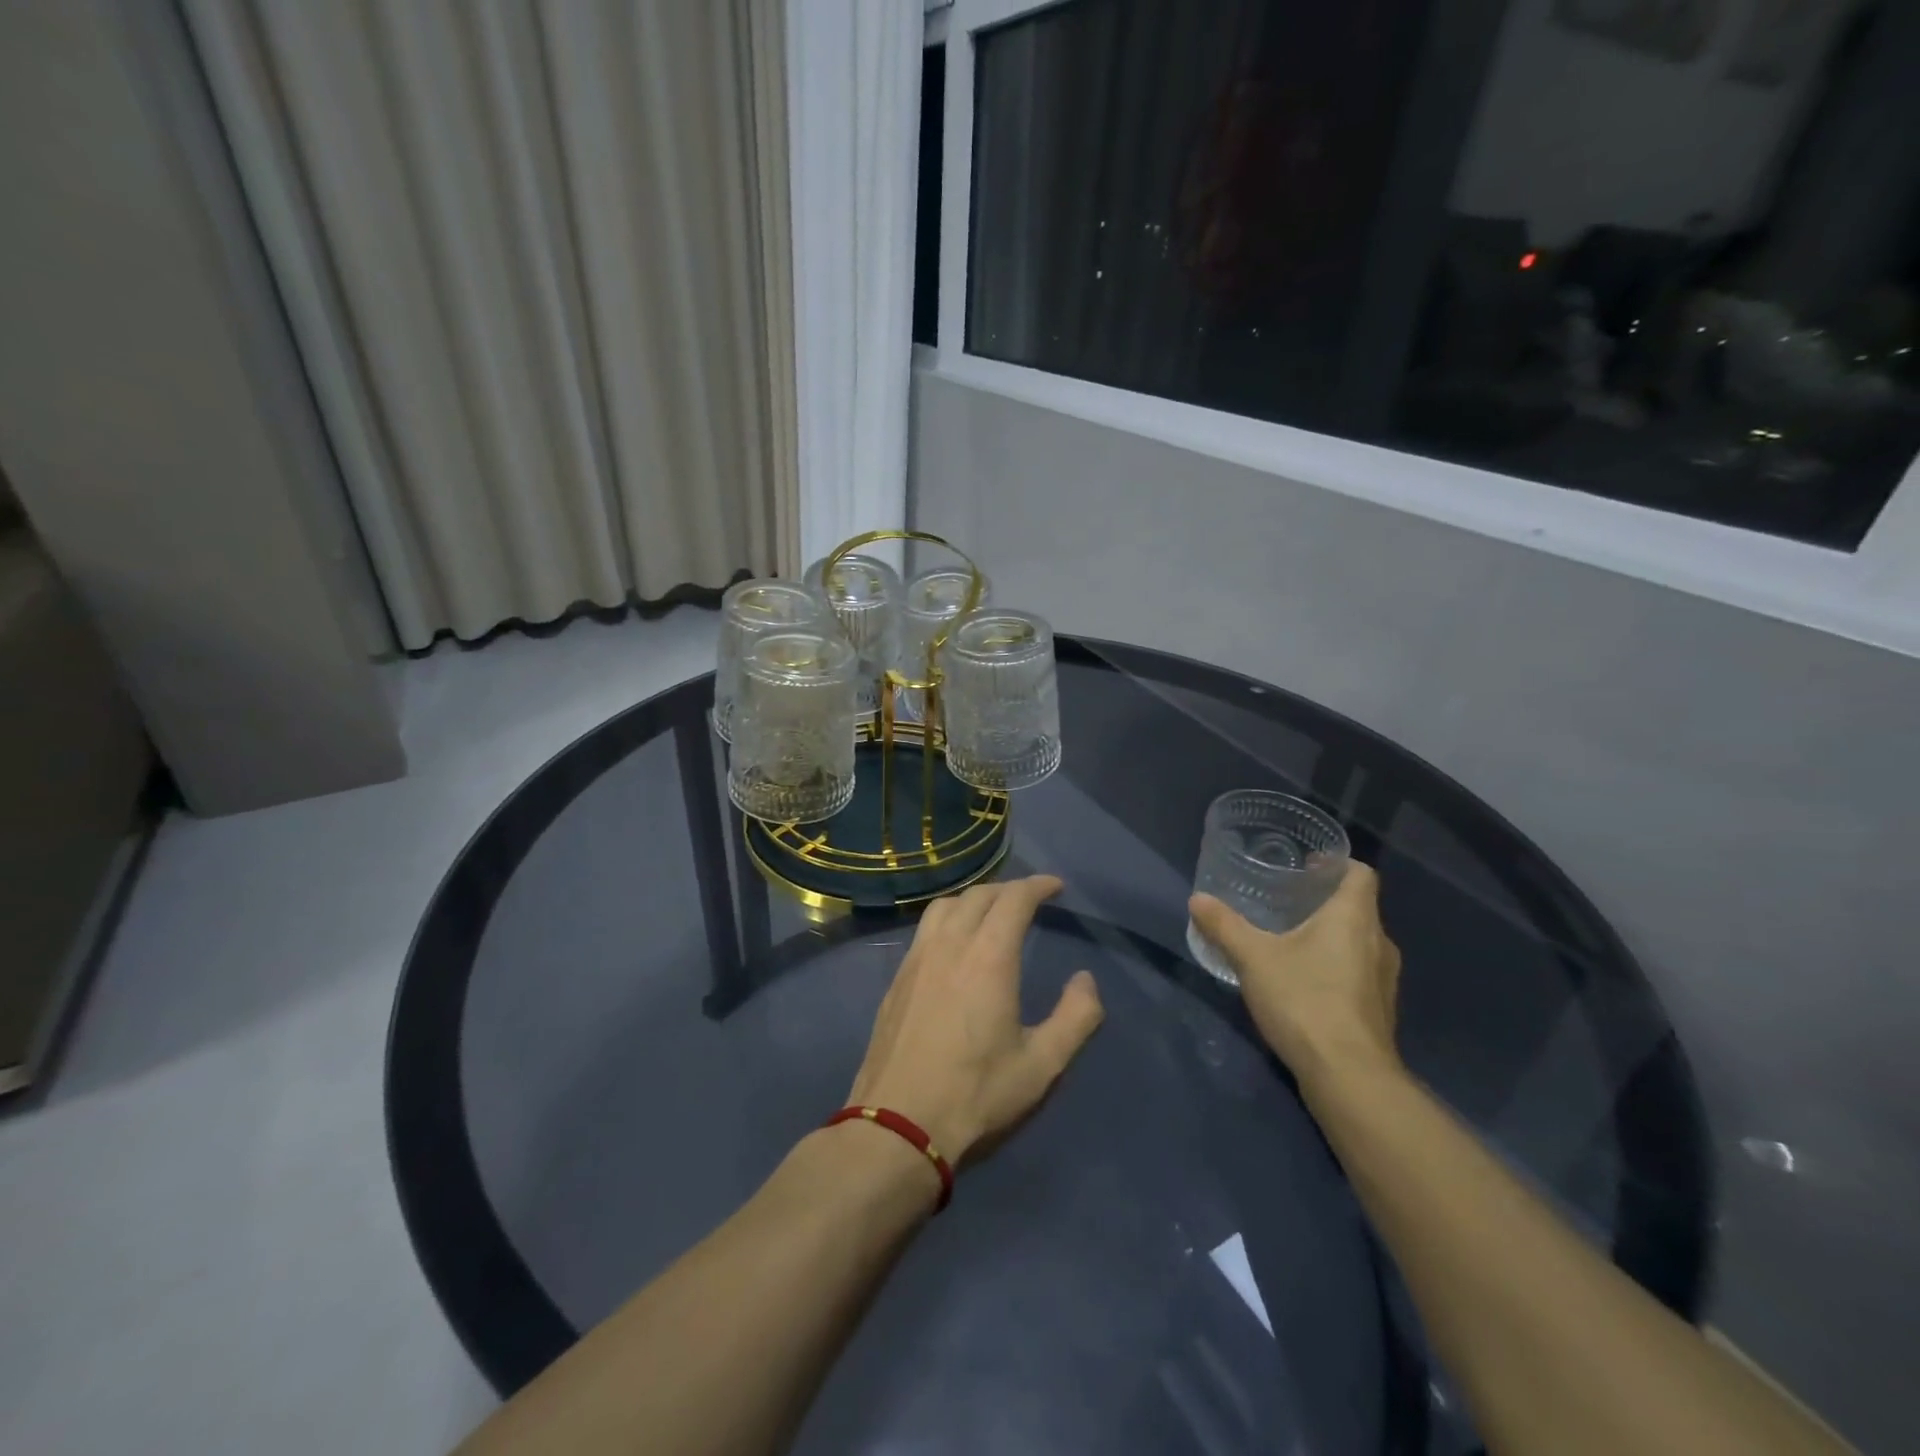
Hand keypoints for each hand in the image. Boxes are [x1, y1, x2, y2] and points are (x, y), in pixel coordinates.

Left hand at [849, 876, 1104, 1164]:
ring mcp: (916, 960)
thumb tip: (1086, 980)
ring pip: (945, 906)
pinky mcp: (897, 979)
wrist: (897, 1125)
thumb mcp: (1042, 1066)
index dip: (1037, 885)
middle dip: (1008, 889)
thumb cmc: (976, 1095)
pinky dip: (948, 919)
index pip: (1013, 899)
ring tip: (991, 913)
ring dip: (974, 899)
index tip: (1055, 886)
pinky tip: (953, 944)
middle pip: (978, 895)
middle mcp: (949, 945)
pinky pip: (925, 929)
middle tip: (1029, 900)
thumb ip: (1075, 1018)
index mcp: (988, 957)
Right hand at [1189, 861, 1402, 1093]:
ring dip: (1331, 936)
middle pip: (1358, 908)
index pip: (1360, 874)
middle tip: (1286, 899)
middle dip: (1325, 901)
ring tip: (1291, 938)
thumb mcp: (1253, 958)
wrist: (1348, 1076)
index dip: (1337, 864)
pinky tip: (1304, 980)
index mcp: (1354, 918)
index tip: (1307, 865)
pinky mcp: (1379, 1010)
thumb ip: (1225, 926)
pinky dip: (1335, 966)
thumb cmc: (1304, 1000)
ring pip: (1359, 942)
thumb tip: (1197, 899)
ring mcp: (1384, 980)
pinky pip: (1359, 972)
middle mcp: (1379, 942)